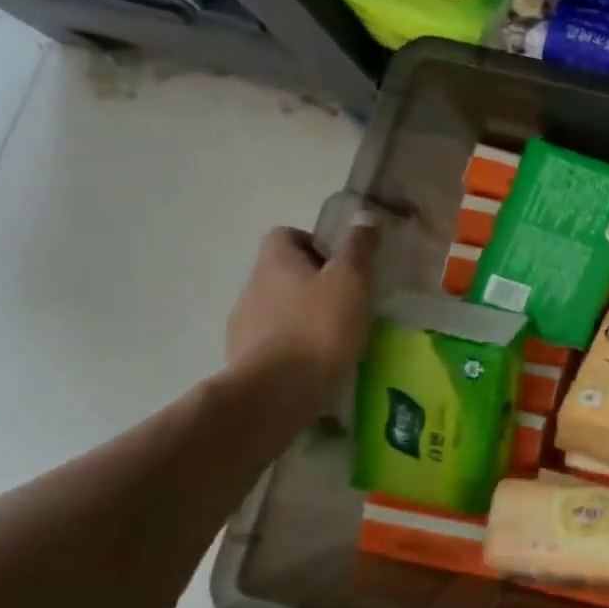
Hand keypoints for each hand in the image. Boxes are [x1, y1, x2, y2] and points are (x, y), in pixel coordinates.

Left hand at [225, 214, 379, 412]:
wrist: (276, 391)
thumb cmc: (319, 327)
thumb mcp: (351, 281)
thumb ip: (358, 248)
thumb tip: (364, 216)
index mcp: (275, 263)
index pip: (284, 235)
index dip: (313, 242)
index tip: (341, 263)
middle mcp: (252, 287)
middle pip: (282, 271)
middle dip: (312, 281)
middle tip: (348, 298)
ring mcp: (244, 324)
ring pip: (277, 306)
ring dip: (302, 313)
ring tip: (336, 333)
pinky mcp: (246, 358)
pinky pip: (273, 339)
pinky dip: (294, 343)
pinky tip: (318, 359)